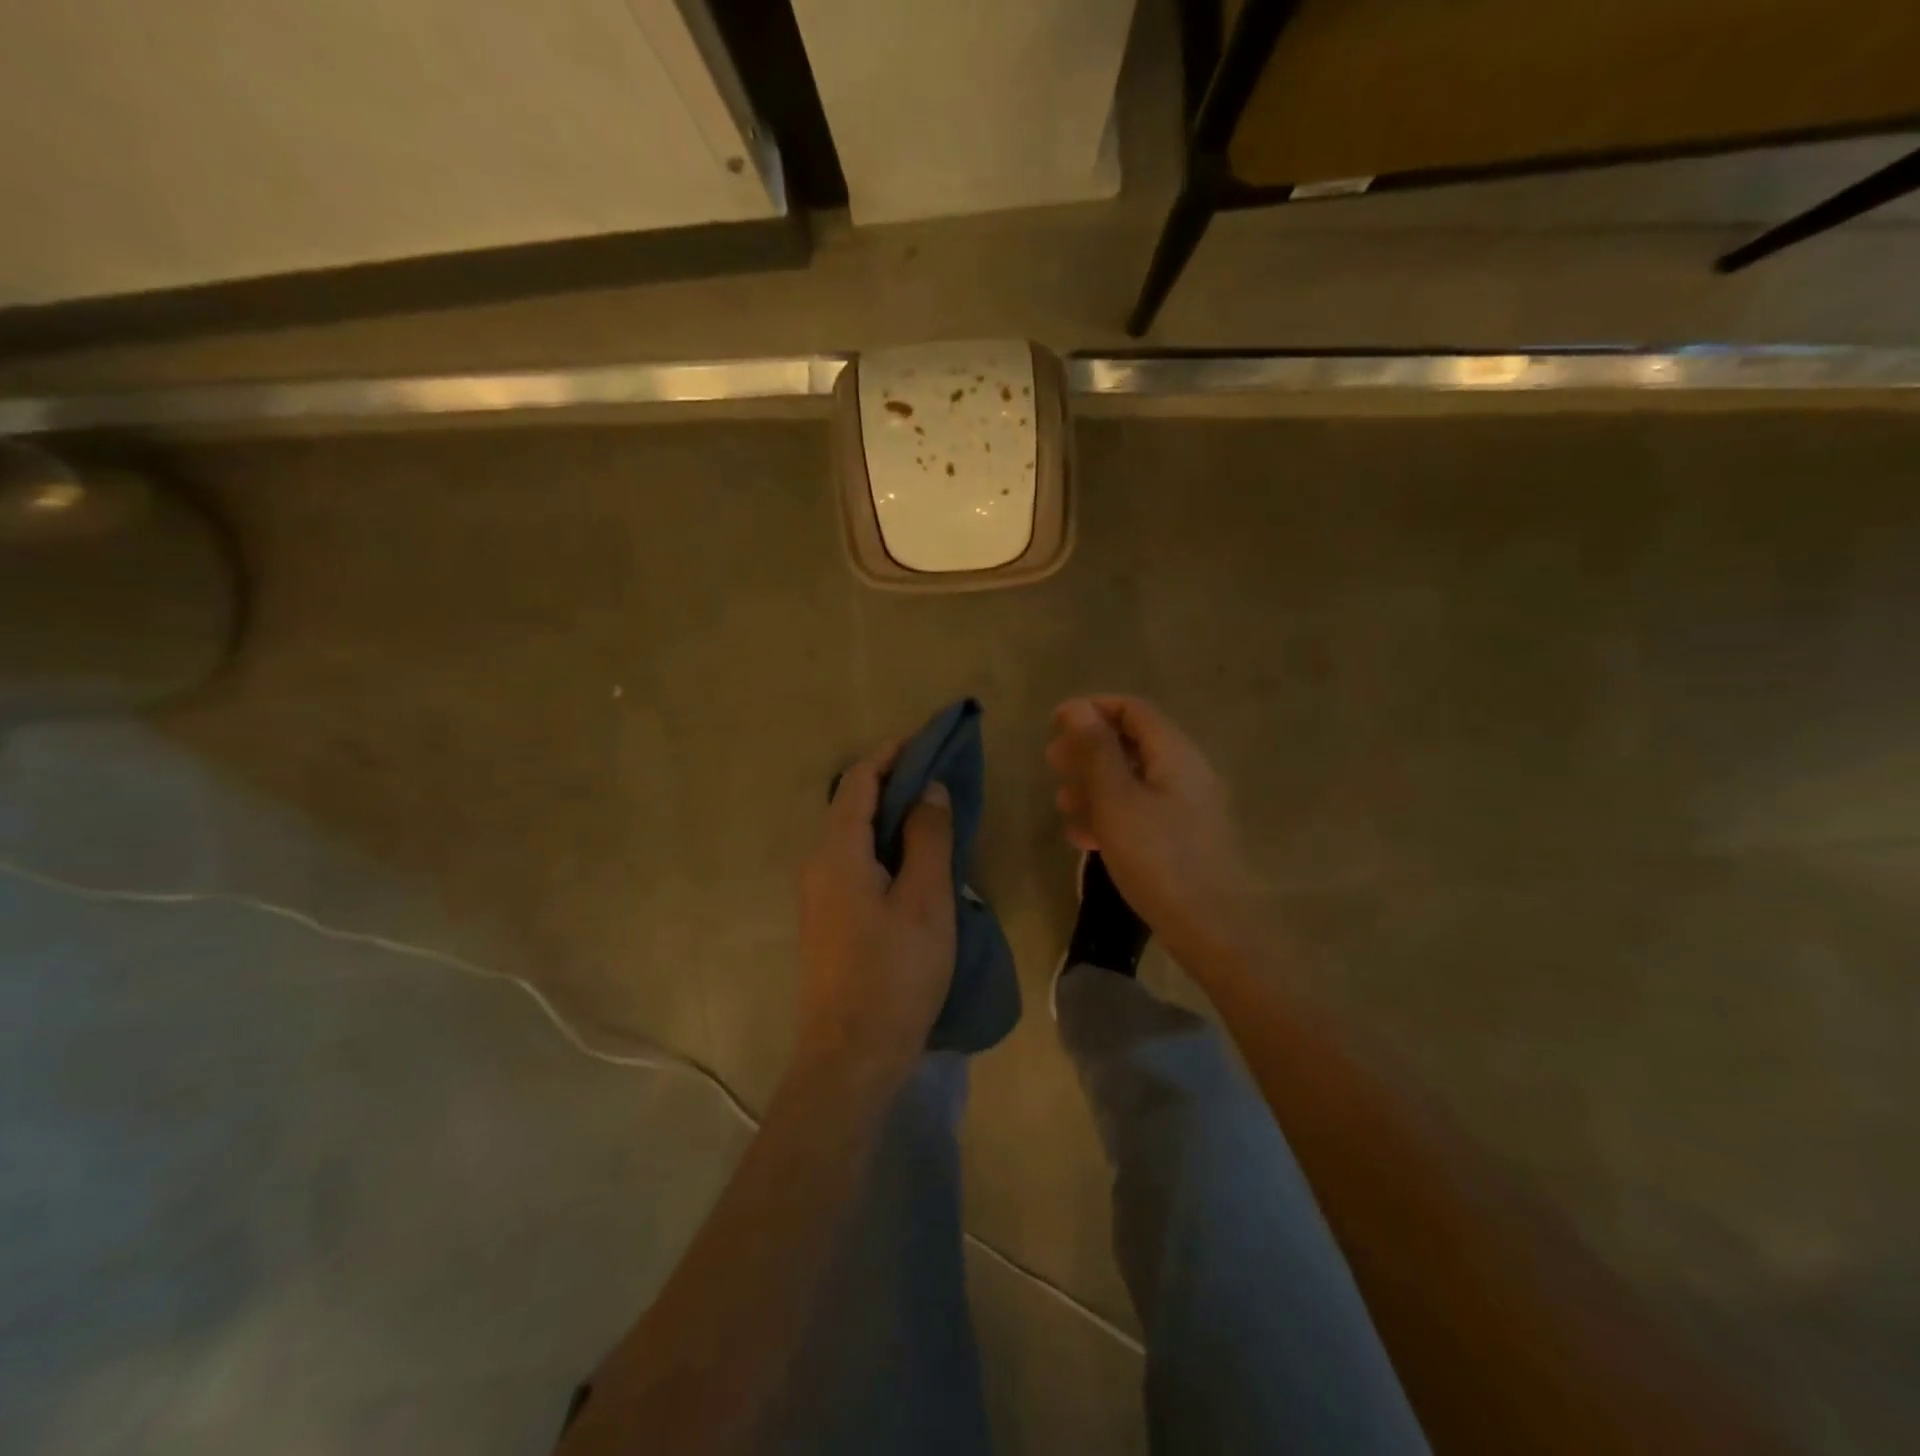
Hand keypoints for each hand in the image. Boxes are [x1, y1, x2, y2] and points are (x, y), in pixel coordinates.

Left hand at [796, 739, 955, 1085]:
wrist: (850, 1057)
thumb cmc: (894, 973)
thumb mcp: (925, 899)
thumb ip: (928, 837)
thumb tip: (929, 789)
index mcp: (837, 851)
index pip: (860, 780)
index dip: (892, 754)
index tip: (928, 740)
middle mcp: (818, 864)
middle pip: (854, 806)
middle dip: (895, 784)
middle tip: (941, 778)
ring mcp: (818, 896)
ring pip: (856, 838)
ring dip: (892, 819)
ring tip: (936, 817)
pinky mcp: (828, 922)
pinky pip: (856, 865)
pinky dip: (886, 849)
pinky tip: (916, 865)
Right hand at [1047, 696, 1259, 965]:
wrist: (1209, 929)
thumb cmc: (1158, 858)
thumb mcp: (1116, 800)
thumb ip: (1096, 751)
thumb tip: (1078, 707)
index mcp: (1175, 754)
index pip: (1133, 710)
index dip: (1092, 708)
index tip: (1054, 723)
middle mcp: (1185, 772)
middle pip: (1131, 743)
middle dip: (1088, 750)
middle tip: (1052, 764)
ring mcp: (1186, 807)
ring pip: (1132, 780)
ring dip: (1094, 786)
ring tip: (1063, 805)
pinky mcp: (1182, 837)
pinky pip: (1141, 811)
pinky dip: (1111, 814)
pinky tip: (1085, 838)